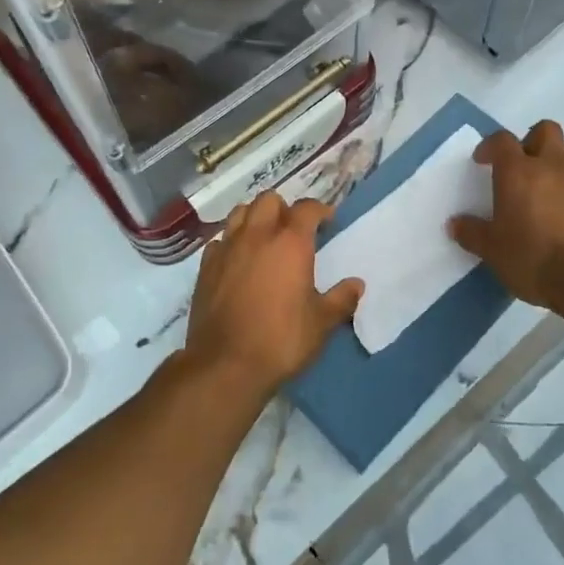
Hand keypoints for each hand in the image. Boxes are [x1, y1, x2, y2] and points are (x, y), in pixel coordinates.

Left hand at [183, 192, 362, 395]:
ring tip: (264, 237)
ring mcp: (227, 248)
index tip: (328, 220)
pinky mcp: (206, 266)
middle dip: (284, 208)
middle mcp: (257, 235)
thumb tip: (357, 284)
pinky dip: (231, 242)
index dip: (319, 209)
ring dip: (255, 217)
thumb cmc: (281, 340)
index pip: (306, 208)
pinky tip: (238, 260)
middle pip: (269, 200)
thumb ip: (341, 299)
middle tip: (294, 230)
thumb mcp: (321, 324)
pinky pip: (220, 240)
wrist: (225, 364)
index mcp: (290, 243)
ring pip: (240, 212)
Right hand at [448, 120, 563, 309]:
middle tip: (523, 165)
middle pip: (546, 131)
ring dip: (562, 159)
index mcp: (518, 172)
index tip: (483, 161)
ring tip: (553, 184)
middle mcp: (553, 166)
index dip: (490, 146)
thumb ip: (473, 234)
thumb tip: (455, 224)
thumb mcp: (493, 251)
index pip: (501, 141)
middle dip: (532, 141)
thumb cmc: (535, 258)